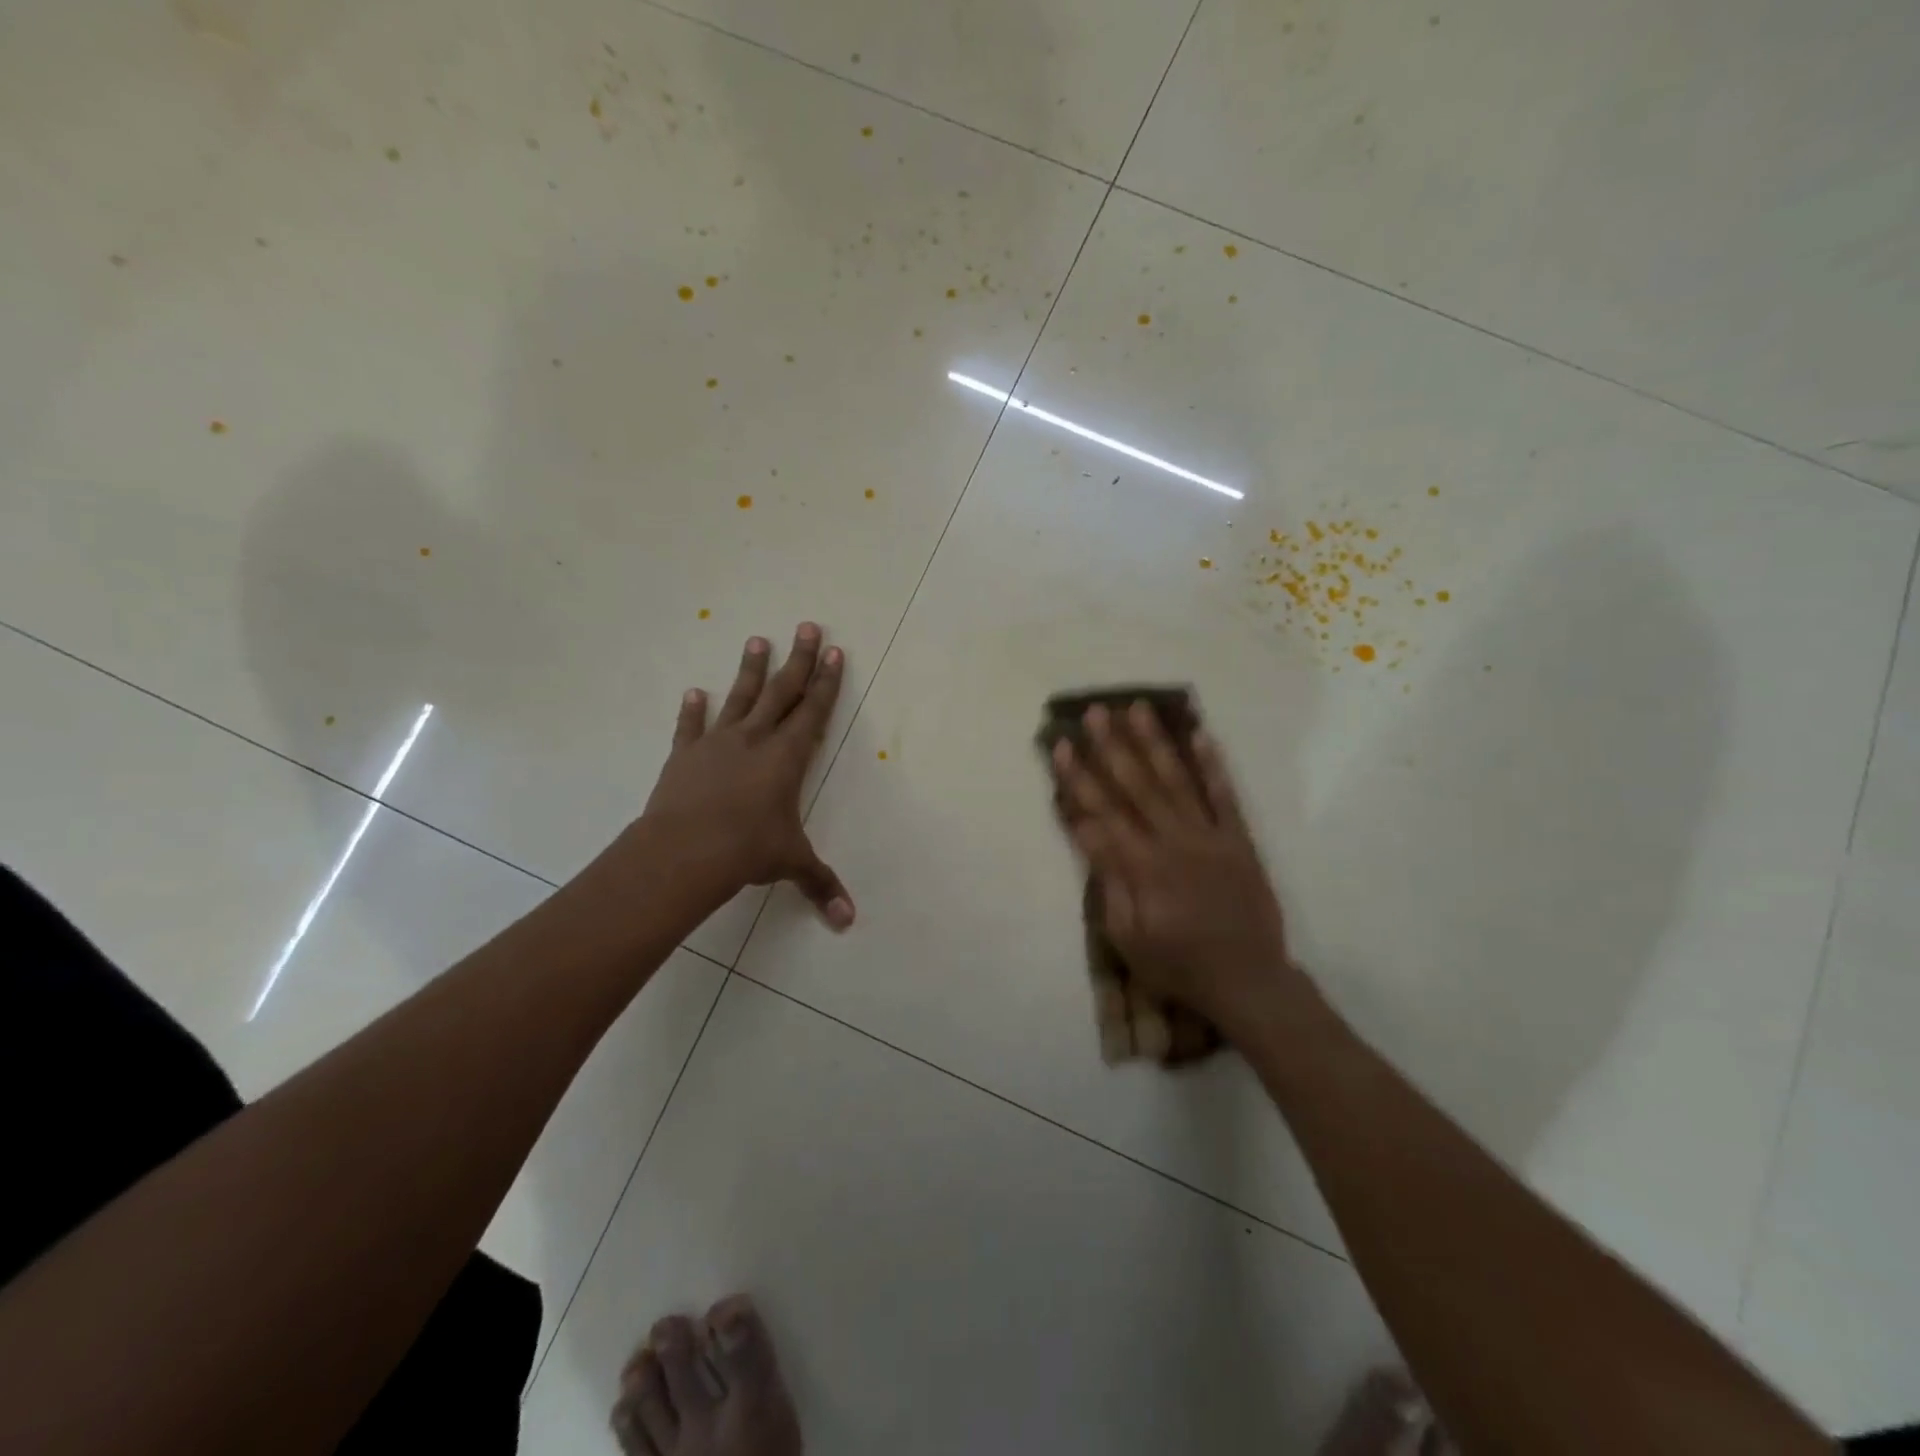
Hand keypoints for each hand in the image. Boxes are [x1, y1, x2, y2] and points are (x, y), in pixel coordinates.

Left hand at [638, 623, 853, 927]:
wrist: (684, 851)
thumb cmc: (747, 850)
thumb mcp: (790, 864)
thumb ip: (820, 885)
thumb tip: (848, 922)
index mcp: (787, 758)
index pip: (813, 711)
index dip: (826, 682)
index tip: (833, 652)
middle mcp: (755, 740)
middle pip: (782, 692)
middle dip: (798, 660)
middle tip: (806, 626)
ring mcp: (717, 744)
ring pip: (739, 698)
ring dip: (750, 670)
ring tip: (757, 639)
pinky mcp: (684, 756)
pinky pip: (690, 727)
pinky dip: (692, 710)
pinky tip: (694, 691)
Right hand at [1050, 702, 1292, 1032]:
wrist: (1248, 981)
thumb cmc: (1178, 965)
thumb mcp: (1128, 937)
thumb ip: (1109, 881)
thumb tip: (1087, 831)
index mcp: (1142, 867)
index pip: (1100, 812)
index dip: (1078, 777)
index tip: (1061, 745)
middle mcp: (1173, 841)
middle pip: (1135, 785)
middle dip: (1111, 746)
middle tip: (1095, 712)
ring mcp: (1210, 837)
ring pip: (1176, 780)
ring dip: (1155, 742)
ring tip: (1138, 708)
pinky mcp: (1239, 840)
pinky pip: (1225, 796)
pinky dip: (1213, 765)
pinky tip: (1200, 734)